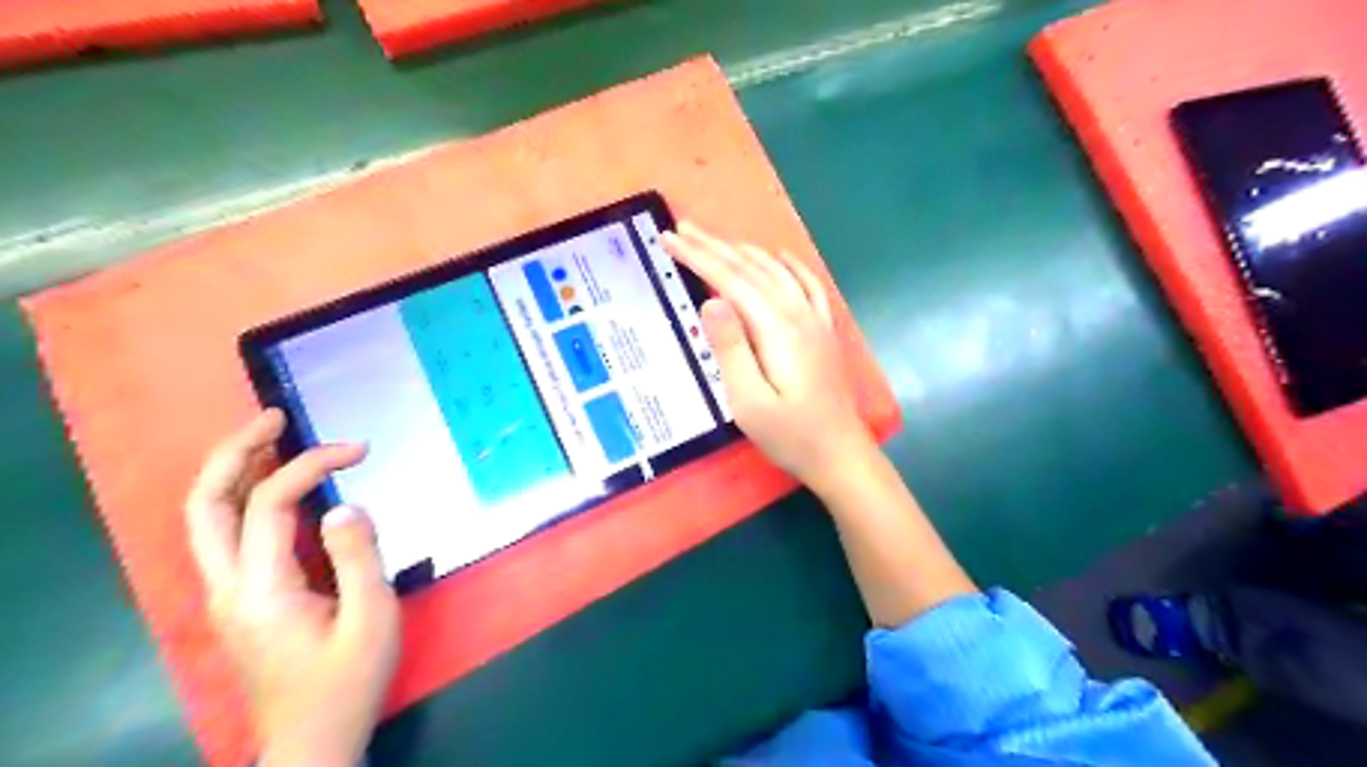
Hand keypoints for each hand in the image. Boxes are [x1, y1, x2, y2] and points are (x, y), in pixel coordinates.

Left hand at [184, 409, 395, 766]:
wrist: (313, 739)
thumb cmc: (348, 681)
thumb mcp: (371, 619)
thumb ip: (359, 558)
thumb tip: (346, 504)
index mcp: (262, 590)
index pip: (270, 504)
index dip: (311, 465)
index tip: (360, 449)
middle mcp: (229, 586)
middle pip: (205, 504)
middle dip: (235, 452)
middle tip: (273, 417)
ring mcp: (228, 594)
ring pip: (207, 518)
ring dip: (234, 470)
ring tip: (272, 437)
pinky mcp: (241, 599)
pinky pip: (229, 534)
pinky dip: (246, 497)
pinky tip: (277, 485)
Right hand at [662, 219, 875, 492]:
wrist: (840, 455)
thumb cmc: (789, 435)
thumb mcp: (749, 401)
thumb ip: (730, 349)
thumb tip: (710, 300)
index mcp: (776, 328)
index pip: (730, 280)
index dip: (697, 256)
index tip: (668, 238)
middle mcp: (797, 313)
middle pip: (751, 268)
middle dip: (714, 246)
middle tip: (680, 229)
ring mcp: (815, 320)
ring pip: (776, 271)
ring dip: (744, 250)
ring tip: (715, 239)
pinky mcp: (823, 331)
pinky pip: (806, 285)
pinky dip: (788, 265)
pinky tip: (779, 256)